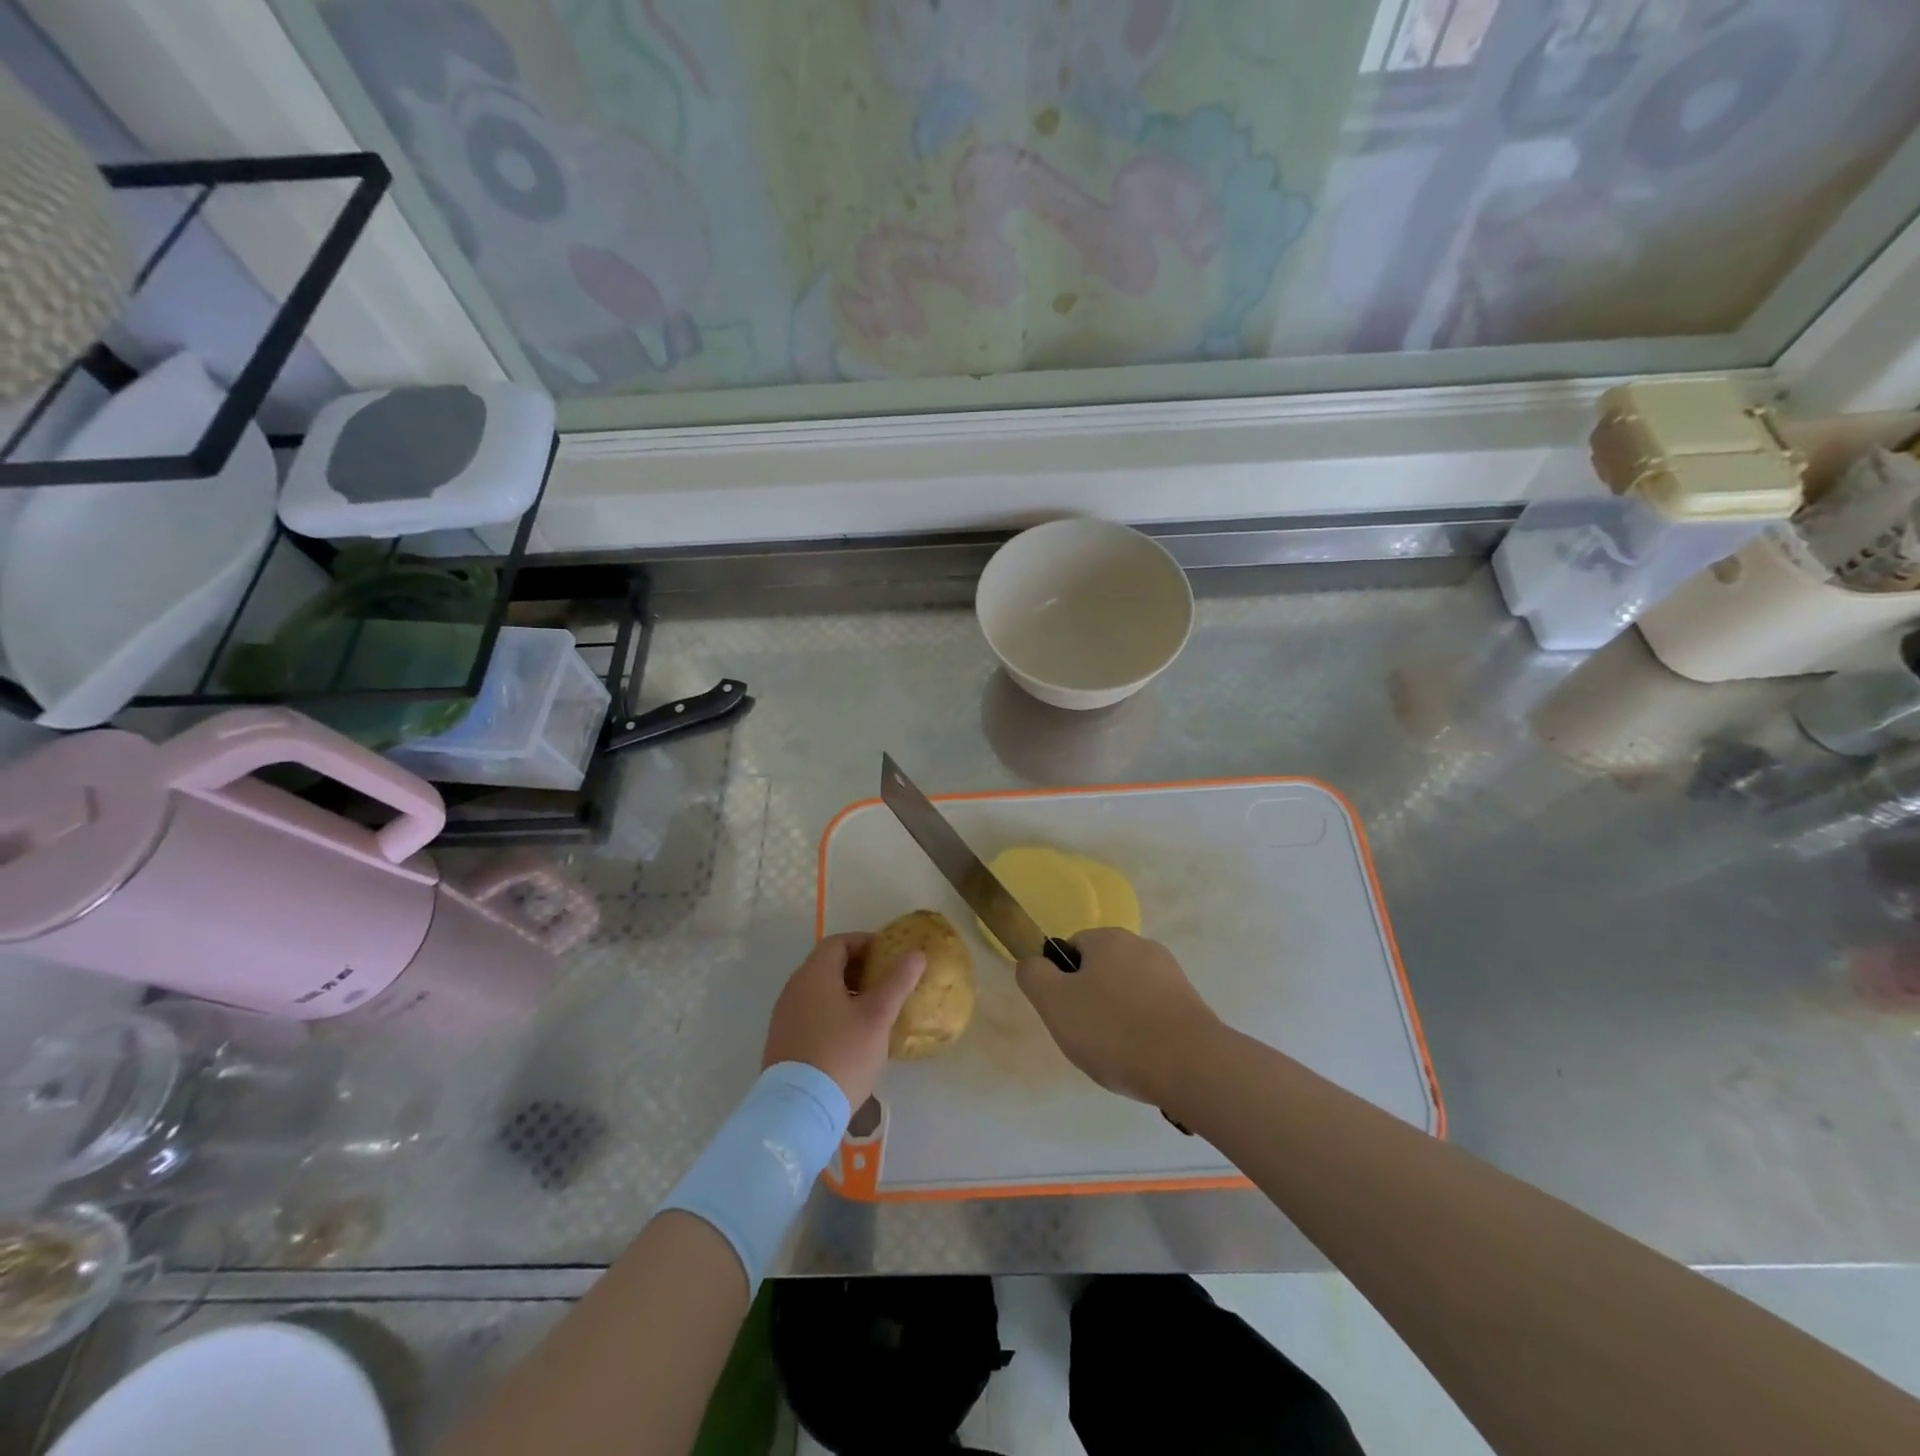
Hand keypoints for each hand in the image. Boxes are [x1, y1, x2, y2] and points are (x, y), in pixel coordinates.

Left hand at [762, 933, 925, 1109]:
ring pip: (817, 990)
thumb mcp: (877, 1017)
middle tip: (885, 982)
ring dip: (844, 991)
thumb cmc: (843, 1054)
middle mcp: (794, 988)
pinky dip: (830, 1011)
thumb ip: (897, 982)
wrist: (799, 1110)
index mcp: (814, 974)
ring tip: (872, 1009)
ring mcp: (784, 1016)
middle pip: (826, 964)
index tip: (888, 955)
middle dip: (857, 967)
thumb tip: (916, 954)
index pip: (839, 942)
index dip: (865, 943)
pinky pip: (809, 1012)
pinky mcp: (782, 1040)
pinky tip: (850, 1035)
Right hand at [1015, 928, 1221, 1105]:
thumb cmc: (1114, 1030)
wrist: (1192, 1066)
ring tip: (1118, 1056)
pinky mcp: (1192, 1005)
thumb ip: (1034, 975)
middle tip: (1088, 1038)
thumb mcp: (1054, 1003)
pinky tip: (1144, 1060)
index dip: (1062, 983)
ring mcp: (1172, 975)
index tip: (1066, 1014)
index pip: (1071, 950)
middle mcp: (1142, 946)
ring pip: (1128, 994)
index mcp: (1109, 938)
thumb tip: (1033, 962)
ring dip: (1119, 1019)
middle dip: (1091, 1002)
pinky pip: (1155, 1014)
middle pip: (1101, 971)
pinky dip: (1145, 1033)